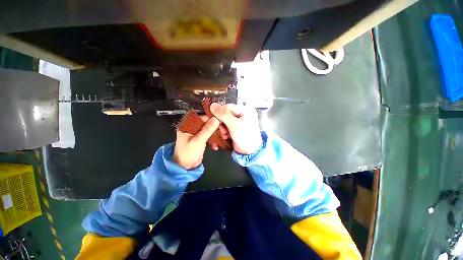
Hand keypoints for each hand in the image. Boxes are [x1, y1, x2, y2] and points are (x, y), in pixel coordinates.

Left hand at [173, 116, 219, 168]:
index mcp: (188, 126)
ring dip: (216, 134)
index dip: (213, 120)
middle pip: (207, 124)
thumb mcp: (198, 141)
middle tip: (224, 132)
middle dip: (216, 128)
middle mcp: (192, 128)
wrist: (185, 168)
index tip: (222, 123)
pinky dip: (213, 140)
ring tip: (223, 138)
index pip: (202, 118)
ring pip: (209, 130)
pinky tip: (216, 146)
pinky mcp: (200, 139)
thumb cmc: (188, 154)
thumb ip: (207, 130)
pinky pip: (209, 136)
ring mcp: (197, 134)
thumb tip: (216, 119)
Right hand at [210, 103, 262, 154]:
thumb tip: (213, 105)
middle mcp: (242, 113)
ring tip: (225, 134)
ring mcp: (238, 121)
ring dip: (222, 128)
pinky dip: (224, 131)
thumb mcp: (235, 125)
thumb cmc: (246, 138)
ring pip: (224, 120)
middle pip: (225, 114)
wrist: (249, 152)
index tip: (216, 120)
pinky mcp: (235, 127)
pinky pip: (225, 126)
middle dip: (222, 123)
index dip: (220, 113)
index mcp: (245, 110)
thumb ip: (224, 115)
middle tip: (223, 129)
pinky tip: (226, 136)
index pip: (228, 107)